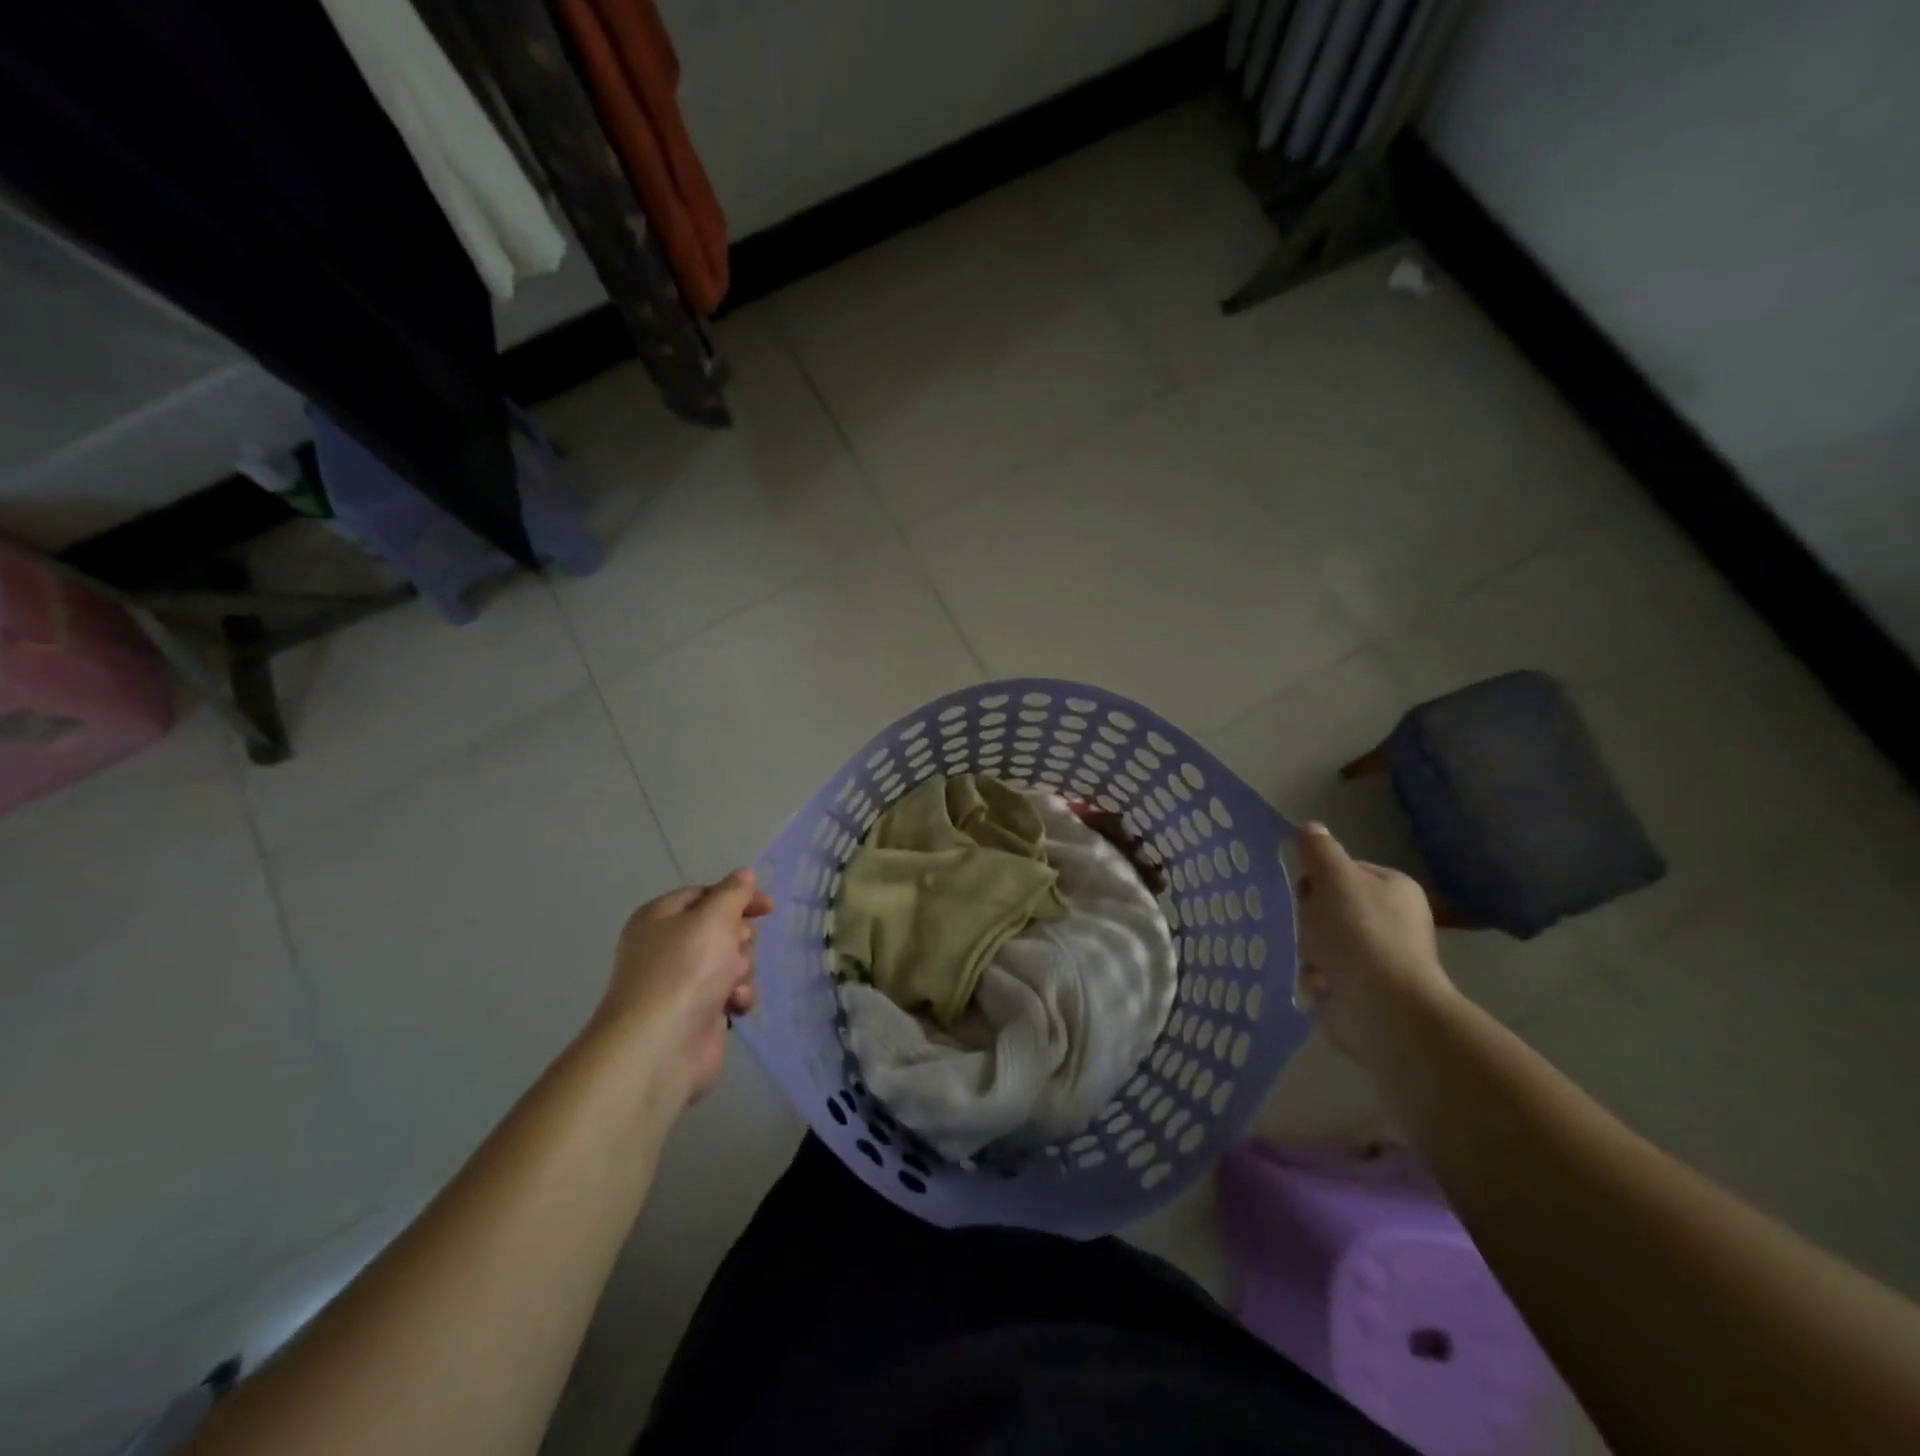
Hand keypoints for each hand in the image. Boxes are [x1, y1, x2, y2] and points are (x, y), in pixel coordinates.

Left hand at [600, 869, 773, 1103]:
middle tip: (736, 949)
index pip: (705, 894)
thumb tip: (744, 874)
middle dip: (740, 939)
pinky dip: (738, 996)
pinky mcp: (698, 1013)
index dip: (738, 897)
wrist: (661, 1045)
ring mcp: (683, 982)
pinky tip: (735, 1005)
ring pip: (732, 961)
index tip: (768, 907)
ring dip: (742, 969)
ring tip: (732, 984)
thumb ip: (733, 892)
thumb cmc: (685, 969)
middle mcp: (668, 947)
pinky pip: (731, 992)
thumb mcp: (713, 917)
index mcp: (661, 917)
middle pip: (723, 929)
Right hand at [1296, 823, 1455, 1070]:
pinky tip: (1318, 984)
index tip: (1307, 893)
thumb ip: (1319, 850)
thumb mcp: (1333, 878)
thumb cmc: (1360, 932)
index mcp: (1394, 888)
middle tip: (1308, 928)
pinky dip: (1317, 978)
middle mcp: (1393, 920)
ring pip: (1323, 940)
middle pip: (1330, 906)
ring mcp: (1381, 957)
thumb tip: (1311, 828)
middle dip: (1311, 918)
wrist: (1383, 1007)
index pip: (1343, 871)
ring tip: (1312, 961)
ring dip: (1309, 949)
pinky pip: (1326, 973)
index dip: (1318, 879)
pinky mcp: (1366, 990)